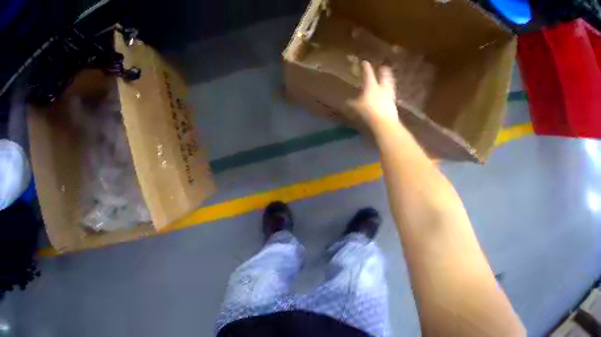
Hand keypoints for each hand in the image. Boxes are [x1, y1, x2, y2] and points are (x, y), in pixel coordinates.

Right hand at [347, 61, 399, 131]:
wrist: (385, 124)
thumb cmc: (368, 112)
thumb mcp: (356, 107)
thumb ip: (352, 103)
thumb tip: (347, 101)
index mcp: (371, 86)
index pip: (368, 74)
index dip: (366, 67)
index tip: (365, 62)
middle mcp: (382, 89)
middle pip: (384, 77)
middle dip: (384, 72)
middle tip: (384, 67)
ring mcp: (389, 97)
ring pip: (390, 86)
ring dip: (389, 81)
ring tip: (389, 79)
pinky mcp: (393, 106)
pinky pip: (391, 97)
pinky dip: (389, 94)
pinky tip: (388, 96)